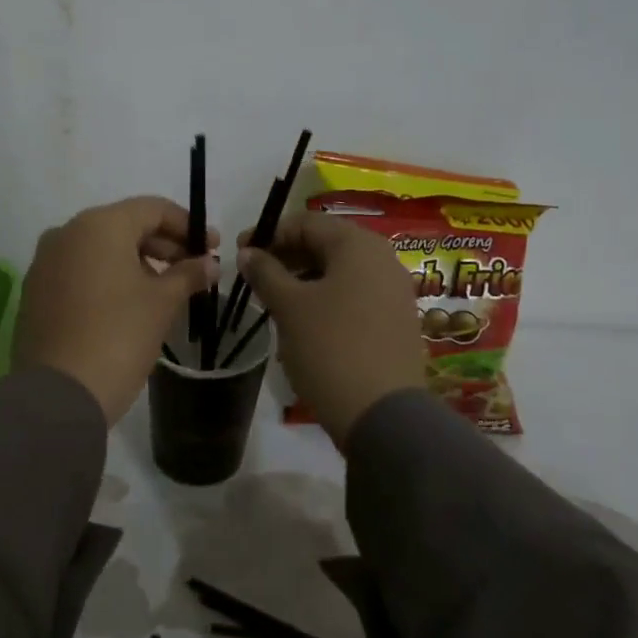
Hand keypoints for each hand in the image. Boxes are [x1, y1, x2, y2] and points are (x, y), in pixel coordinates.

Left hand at [14, 197, 219, 425]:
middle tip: (193, 270)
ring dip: (135, 262)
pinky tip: (128, 304)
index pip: (152, 209)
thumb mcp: (163, 303)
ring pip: (100, 249)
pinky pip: (79, 271)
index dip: (187, 226)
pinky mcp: (36, 291)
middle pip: (124, 226)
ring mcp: (45, 262)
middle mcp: (66, 232)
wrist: (58, 393)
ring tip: (164, 290)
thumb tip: (209, 263)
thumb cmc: (119, 336)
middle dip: (162, 245)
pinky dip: (107, 278)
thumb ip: (188, 274)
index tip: (212, 248)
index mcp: (99, 225)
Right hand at [238, 211, 422, 447]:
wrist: (383, 414)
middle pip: (326, 244)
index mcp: (358, 245)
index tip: (240, 253)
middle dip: (287, 256)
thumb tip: (247, 252)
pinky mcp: (397, 320)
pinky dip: (326, 298)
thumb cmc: (330, 348)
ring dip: (304, 278)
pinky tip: (305, 321)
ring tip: (275, 301)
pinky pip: (355, 294)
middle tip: (255, 278)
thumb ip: (265, 272)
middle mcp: (383, 258)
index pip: (306, 222)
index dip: (269, 233)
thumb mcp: (288, 307)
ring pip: (340, 271)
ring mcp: (395, 290)